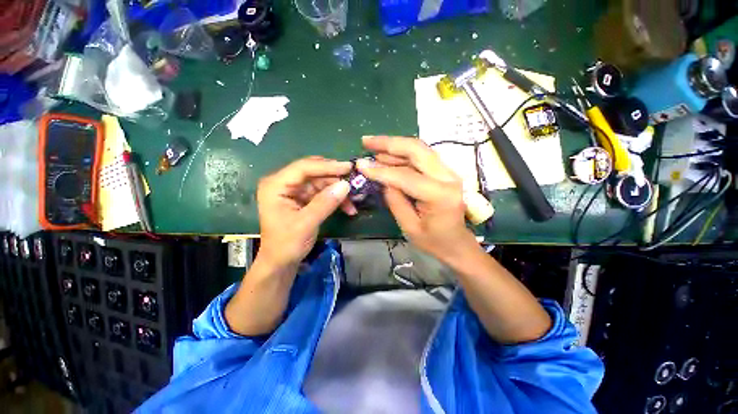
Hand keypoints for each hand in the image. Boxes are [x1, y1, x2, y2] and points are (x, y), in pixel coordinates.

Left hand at [256, 157, 355, 270]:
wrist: (281, 262)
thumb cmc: (287, 244)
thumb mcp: (306, 223)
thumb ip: (325, 203)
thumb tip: (346, 185)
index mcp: (276, 185)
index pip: (303, 168)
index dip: (327, 166)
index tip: (348, 167)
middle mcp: (284, 183)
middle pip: (314, 173)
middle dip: (335, 178)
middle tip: (354, 181)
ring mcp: (294, 191)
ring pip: (321, 182)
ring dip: (338, 190)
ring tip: (354, 200)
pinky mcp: (303, 198)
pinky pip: (323, 192)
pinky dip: (335, 198)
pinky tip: (347, 207)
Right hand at [358, 136, 477, 264]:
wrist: (457, 243)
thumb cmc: (433, 241)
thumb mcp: (409, 226)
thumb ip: (395, 200)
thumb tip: (382, 178)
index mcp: (440, 195)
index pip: (406, 176)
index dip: (381, 170)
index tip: (360, 165)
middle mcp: (448, 177)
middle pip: (417, 150)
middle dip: (389, 143)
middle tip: (366, 142)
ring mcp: (448, 172)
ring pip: (419, 149)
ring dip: (394, 145)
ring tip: (372, 145)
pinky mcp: (444, 172)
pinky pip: (421, 156)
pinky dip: (402, 153)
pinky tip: (387, 154)